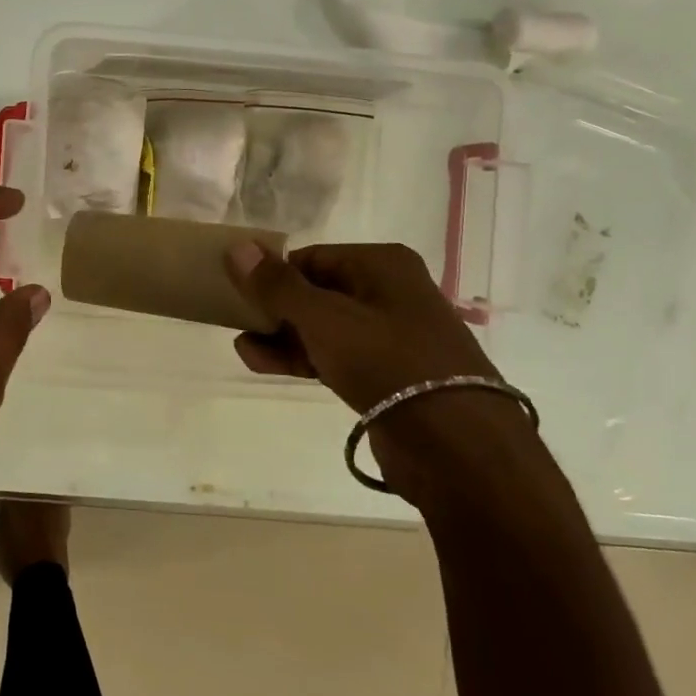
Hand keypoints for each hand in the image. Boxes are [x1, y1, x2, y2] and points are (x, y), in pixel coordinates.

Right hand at [225, 243, 523, 499]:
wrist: (457, 447)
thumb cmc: (388, 363)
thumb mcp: (323, 318)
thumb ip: (276, 285)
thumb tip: (237, 247)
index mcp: (382, 264)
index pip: (311, 258)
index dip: (273, 275)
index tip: (239, 295)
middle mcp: (389, 293)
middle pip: (316, 292)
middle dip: (274, 309)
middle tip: (237, 323)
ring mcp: (391, 336)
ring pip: (323, 327)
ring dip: (282, 337)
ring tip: (244, 349)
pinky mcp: (387, 375)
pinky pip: (336, 356)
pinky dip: (303, 358)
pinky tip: (265, 364)